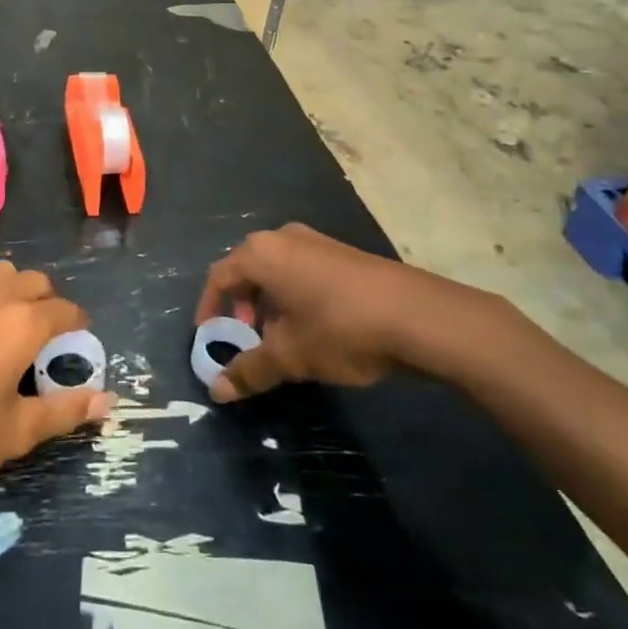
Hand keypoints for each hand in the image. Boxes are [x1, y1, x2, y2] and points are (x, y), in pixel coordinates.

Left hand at [0, 261, 114, 505]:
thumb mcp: (16, 433)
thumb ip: (66, 410)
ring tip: (7, 331)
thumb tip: (108, 402)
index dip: (78, 326)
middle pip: (34, 281)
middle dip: (47, 303)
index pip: (65, 310)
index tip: (77, 344)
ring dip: (13, 292)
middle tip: (44, 340)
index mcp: (21, 324)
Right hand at [195, 223, 505, 401]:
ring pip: (277, 271)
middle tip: (247, 339)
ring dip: (270, 304)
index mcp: (261, 253)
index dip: (210, 307)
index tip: (210, 337)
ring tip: (282, 340)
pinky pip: (302, 270)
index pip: (219, 276)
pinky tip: (314, 328)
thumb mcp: (291, 356)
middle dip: (242, 307)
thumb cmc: (339, 328)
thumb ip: (250, 370)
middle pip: (247, 269)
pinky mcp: (341, 252)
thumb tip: (215, 391)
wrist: (417, 315)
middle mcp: (283, 237)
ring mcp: (316, 241)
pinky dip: (294, 296)